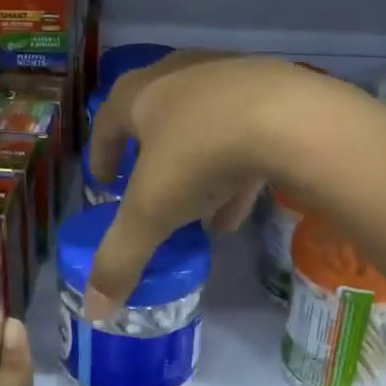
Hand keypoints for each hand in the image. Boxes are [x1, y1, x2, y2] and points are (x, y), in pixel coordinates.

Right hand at [84, 52, 344, 318]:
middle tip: (151, 190)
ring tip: (199, 215)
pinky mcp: (274, 90)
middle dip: (153, 159)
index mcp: (141, 94)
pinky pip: (244, 132)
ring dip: (198, 169)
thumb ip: (121, 259)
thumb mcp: (152, 213)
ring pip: (204, 127)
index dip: (102, 154)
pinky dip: (235, 169)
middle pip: (157, 118)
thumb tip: (94, 310)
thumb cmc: (202, 155)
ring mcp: (230, 78)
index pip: (107, 121)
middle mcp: (181, 75)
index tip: (105, 181)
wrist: (292, 119)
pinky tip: (238, 209)